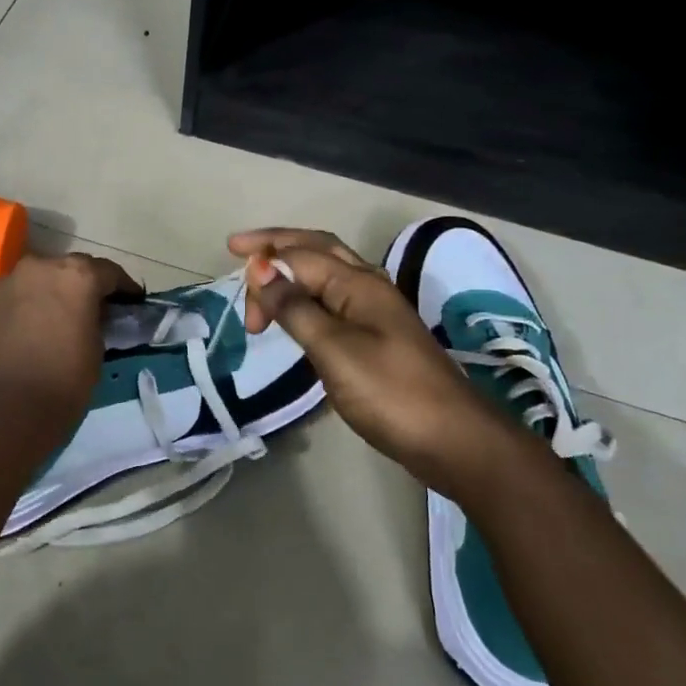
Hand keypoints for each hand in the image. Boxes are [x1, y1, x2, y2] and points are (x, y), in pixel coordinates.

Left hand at [0, 253, 141, 422]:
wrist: (8, 412)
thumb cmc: (66, 380)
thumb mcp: (98, 347)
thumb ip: (95, 320)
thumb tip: (89, 316)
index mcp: (76, 275)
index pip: (108, 272)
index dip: (123, 288)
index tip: (130, 302)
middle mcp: (38, 269)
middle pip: (66, 271)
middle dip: (79, 287)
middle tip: (88, 311)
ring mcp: (3, 287)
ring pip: (32, 285)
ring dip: (44, 298)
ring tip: (50, 325)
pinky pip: (7, 307)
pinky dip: (17, 317)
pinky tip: (21, 341)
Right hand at [227, 228, 504, 489]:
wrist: (452, 440)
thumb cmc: (389, 392)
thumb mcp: (333, 349)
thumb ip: (295, 308)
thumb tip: (261, 269)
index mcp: (358, 283)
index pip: (301, 256)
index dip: (265, 263)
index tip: (233, 285)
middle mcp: (368, 287)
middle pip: (317, 249)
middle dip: (278, 244)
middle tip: (238, 249)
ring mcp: (375, 312)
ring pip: (327, 273)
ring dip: (292, 269)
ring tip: (261, 282)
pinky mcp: (377, 338)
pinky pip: (333, 300)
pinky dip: (306, 296)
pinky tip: (295, 312)